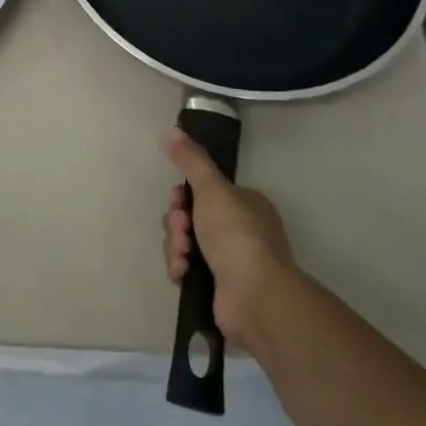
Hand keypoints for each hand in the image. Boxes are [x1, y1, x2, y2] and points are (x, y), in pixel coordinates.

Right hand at [162, 127, 296, 339]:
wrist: (254, 296)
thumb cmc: (236, 234)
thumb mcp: (212, 188)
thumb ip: (191, 159)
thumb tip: (171, 129)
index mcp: (244, 204)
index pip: (203, 191)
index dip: (183, 195)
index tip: (177, 200)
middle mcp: (240, 230)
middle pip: (190, 217)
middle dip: (177, 223)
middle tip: (182, 230)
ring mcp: (230, 260)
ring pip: (185, 243)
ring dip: (175, 246)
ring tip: (183, 256)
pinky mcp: (218, 286)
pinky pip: (187, 269)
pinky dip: (180, 268)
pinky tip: (182, 273)